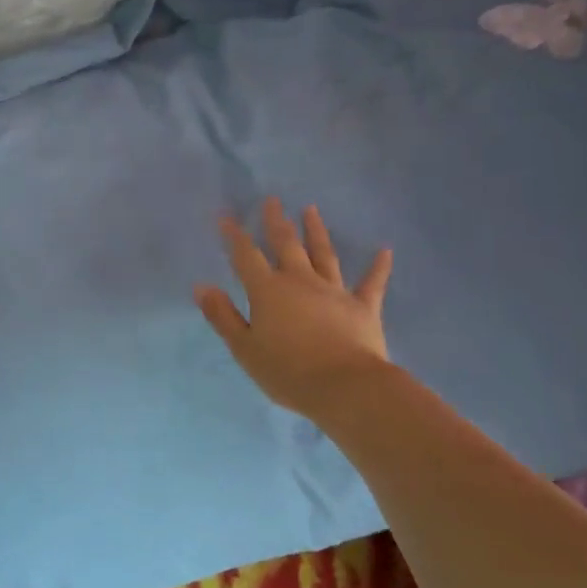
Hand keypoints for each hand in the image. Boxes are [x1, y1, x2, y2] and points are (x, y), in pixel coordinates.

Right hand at [195, 197, 393, 419]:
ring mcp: (334, 291)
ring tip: (311, 210)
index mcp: (268, 291)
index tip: (225, 215)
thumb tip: (202, 286)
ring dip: (316, 231)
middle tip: (272, 200)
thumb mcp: (244, 348)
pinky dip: (378, 266)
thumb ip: (223, 316)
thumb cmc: (288, 371)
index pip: (246, 256)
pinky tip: (385, 250)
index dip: (234, 235)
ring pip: (323, 254)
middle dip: (276, 221)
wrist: (345, 387)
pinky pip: (371, 283)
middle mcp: (300, 281)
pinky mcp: (363, 307)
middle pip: (286, 244)